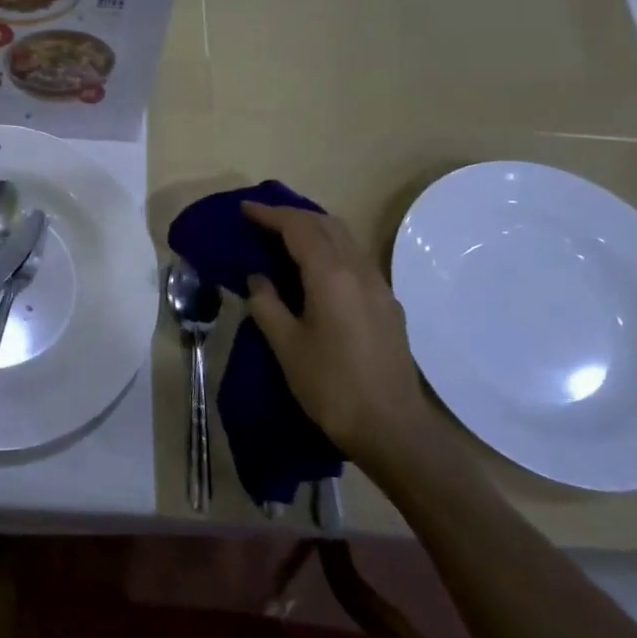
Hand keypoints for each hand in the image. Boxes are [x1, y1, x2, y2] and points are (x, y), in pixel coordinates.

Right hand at [242, 202, 432, 467]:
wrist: (392, 428)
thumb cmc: (331, 386)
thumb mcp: (286, 346)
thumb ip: (267, 304)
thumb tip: (258, 278)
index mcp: (331, 275)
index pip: (298, 228)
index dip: (270, 214)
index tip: (245, 209)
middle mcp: (359, 271)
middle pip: (327, 224)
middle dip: (294, 215)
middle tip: (263, 220)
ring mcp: (379, 286)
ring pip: (346, 239)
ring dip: (315, 229)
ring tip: (285, 238)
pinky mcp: (387, 305)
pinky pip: (356, 259)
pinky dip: (331, 249)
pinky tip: (316, 270)